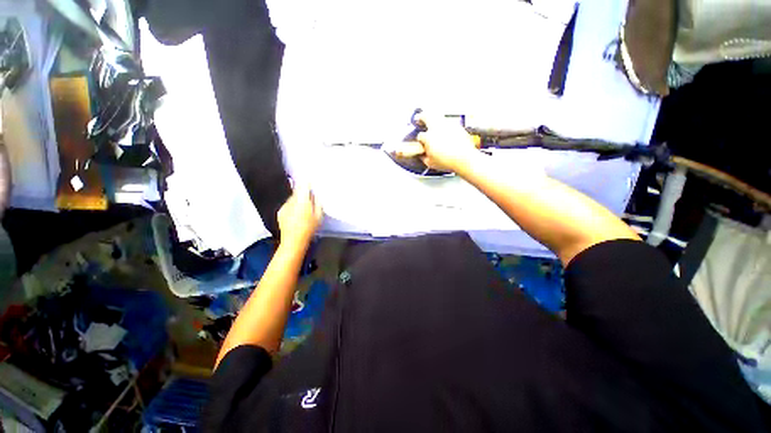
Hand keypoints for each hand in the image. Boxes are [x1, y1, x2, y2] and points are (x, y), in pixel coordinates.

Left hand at [277, 185, 322, 249]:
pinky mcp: (280, 212)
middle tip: (309, 196)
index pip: (304, 187)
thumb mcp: (319, 216)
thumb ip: (317, 203)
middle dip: (303, 192)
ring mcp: (285, 206)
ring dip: (297, 199)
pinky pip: (288, 204)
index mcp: (303, 201)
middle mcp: (292, 201)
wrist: (294, 241)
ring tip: (303, 207)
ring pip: (292, 198)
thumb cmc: (309, 229)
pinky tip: (296, 213)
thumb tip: (316, 195)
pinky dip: (292, 206)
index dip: (307, 183)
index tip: (309, 181)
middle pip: (297, 192)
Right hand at [387, 113, 478, 172]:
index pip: (420, 136)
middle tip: (419, 118)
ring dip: (434, 118)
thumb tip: (423, 155)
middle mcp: (437, 128)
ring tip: (433, 124)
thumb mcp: (431, 163)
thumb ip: (424, 157)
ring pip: (438, 116)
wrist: (464, 159)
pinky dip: (445, 125)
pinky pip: (449, 123)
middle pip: (426, 116)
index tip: (421, 142)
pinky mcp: (457, 126)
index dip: (420, 139)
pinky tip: (446, 132)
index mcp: (428, 137)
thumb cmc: (448, 161)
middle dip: (421, 116)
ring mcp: (448, 125)